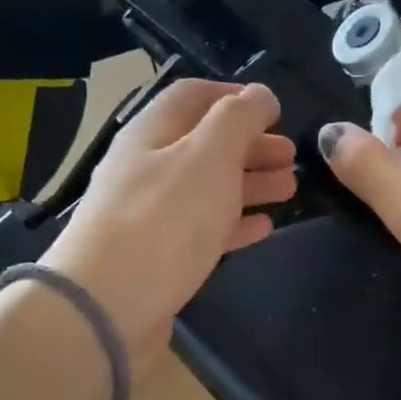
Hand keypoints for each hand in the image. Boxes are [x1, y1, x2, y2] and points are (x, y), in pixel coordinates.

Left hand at [42, 80, 293, 372]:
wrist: (108, 305)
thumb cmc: (164, 220)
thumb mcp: (208, 156)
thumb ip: (238, 120)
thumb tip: (261, 94)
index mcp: (152, 133)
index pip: (193, 96)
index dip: (236, 97)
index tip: (276, 110)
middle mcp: (147, 169)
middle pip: (204, 145)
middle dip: (250, 145)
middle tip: (292, 157)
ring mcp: (151, 215)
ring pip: (207, 188)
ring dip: (249, 184)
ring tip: (290, 189)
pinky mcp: (160, 258)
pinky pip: (203, 230)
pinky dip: (235, 223)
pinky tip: (264, 227)